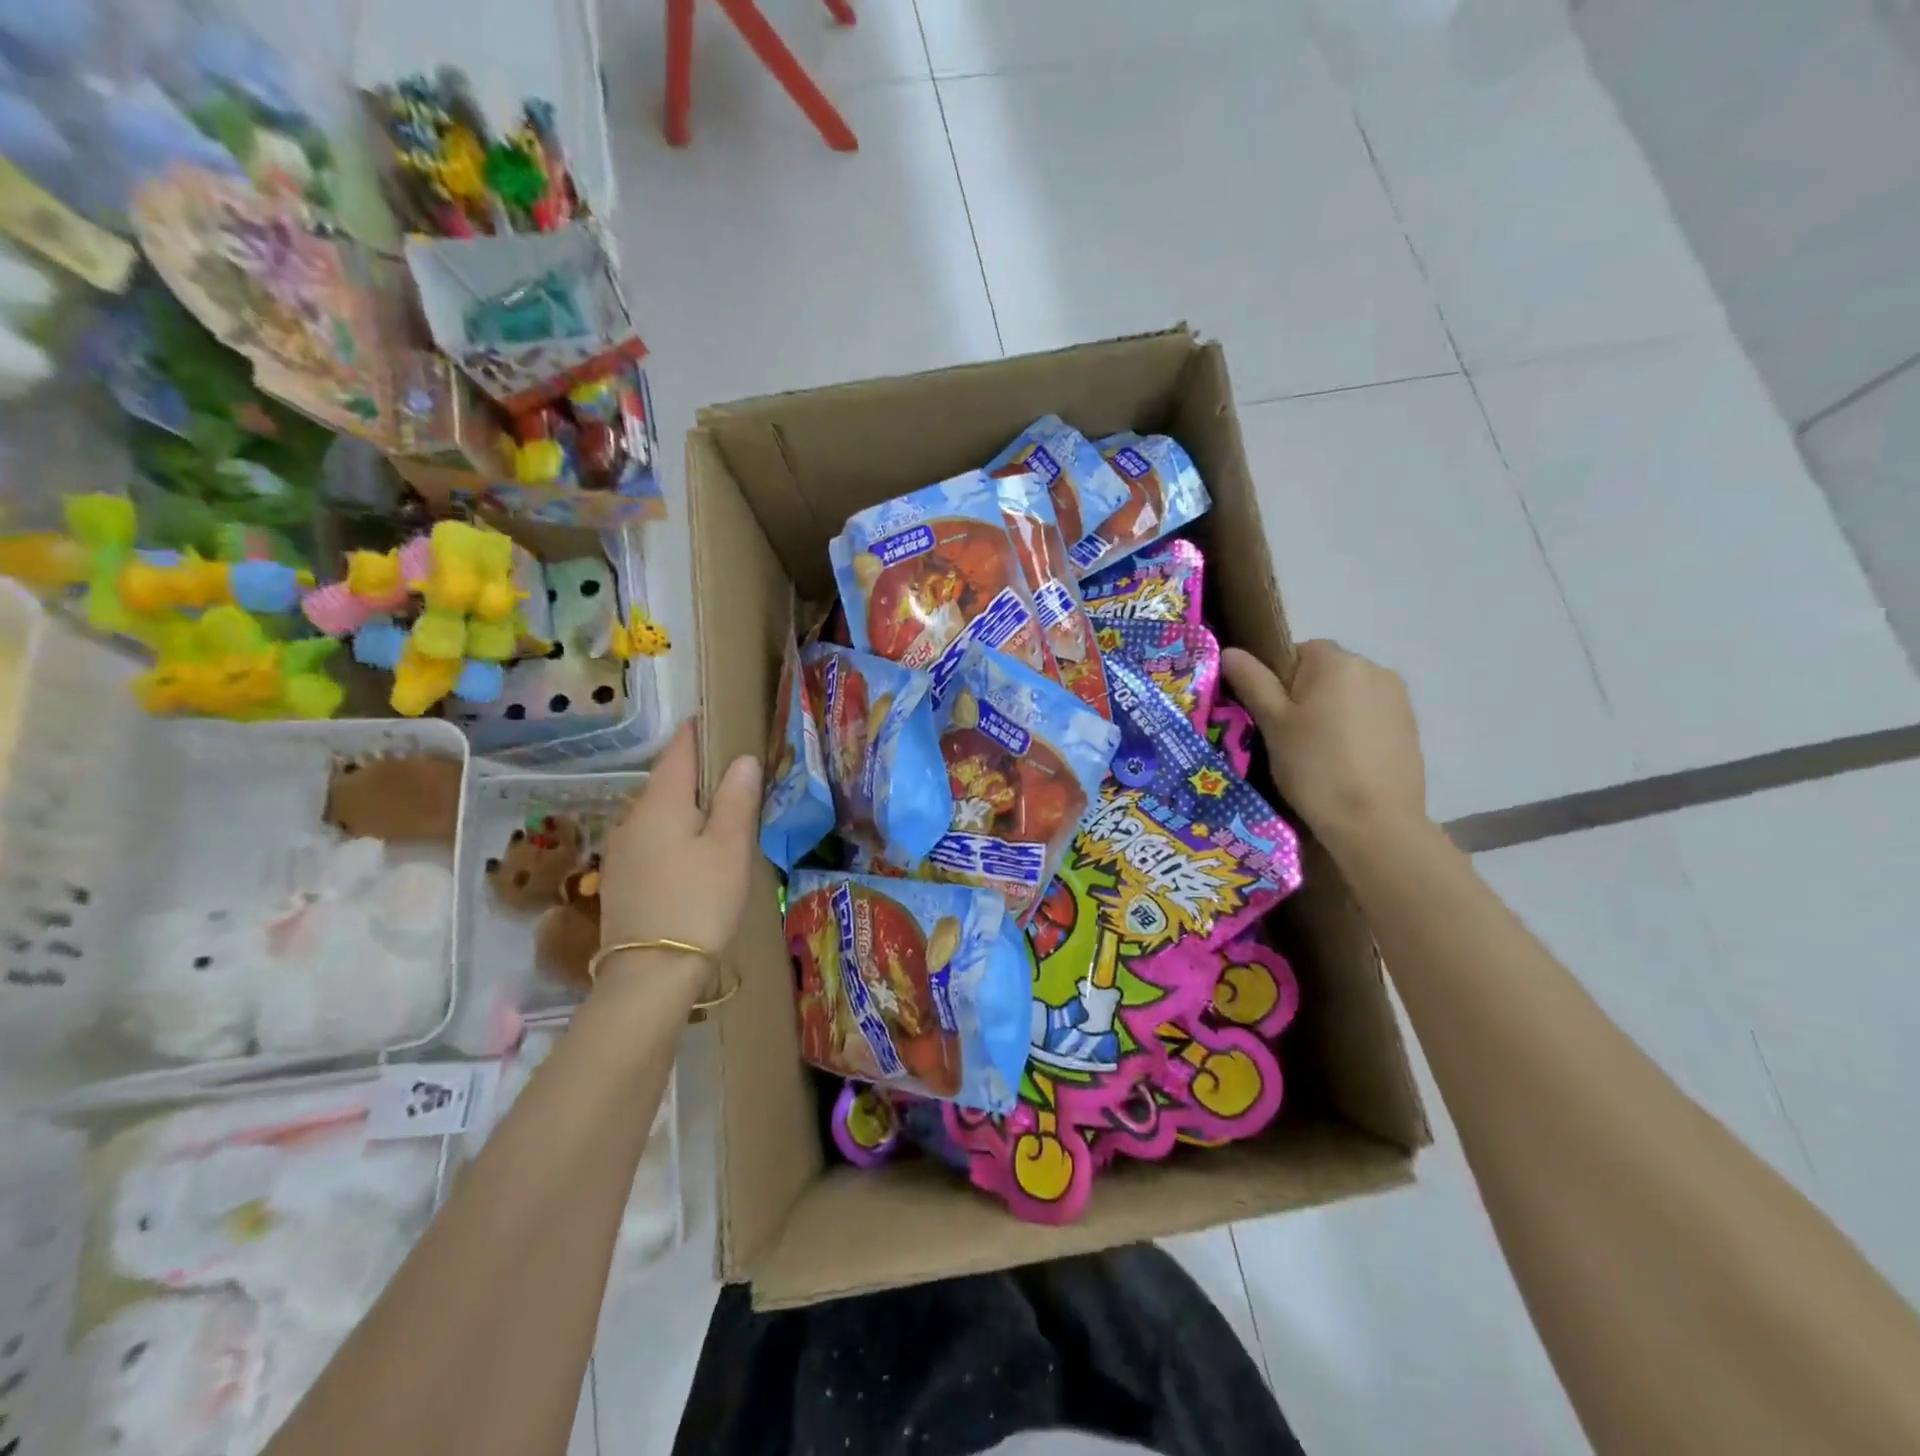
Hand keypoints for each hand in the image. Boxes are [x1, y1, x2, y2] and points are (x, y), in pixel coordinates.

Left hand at [597, 721, 760, 958]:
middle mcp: (632, 817)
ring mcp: (621, 849)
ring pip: (657, 812)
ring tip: (716, 814)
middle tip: (730, 772)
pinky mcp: (620, 878)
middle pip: (666, 781)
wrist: (649, 974)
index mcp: (661, 802)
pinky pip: (649, 838)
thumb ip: (736, 800)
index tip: (715, 720)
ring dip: (684, 805)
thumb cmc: (699, 902)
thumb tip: (742, 759)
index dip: (697, 731)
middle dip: (695, 771)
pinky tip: (690, 852)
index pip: (678, 750)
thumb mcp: (729, 849)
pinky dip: (672, 832)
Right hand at [1221, 641, 1427, 850]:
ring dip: (1331, 713)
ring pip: (1347, 695)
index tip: (1270, 717)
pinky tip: (1345, 763)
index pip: (1296, 652)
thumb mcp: (1273, 724)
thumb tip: (1230, 651)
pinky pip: (1369, 716)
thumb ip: (1252, 681)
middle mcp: (1374, 668)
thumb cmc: (1315, 768)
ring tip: (1318, 755)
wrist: (1376, 823)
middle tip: (1289, 739)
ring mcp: (1397, 698)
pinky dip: (1353, 731)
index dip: (1276, 682)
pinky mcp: (1410, 726)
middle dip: (1305, 697)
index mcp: (1336, 661)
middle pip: (1324, 672)